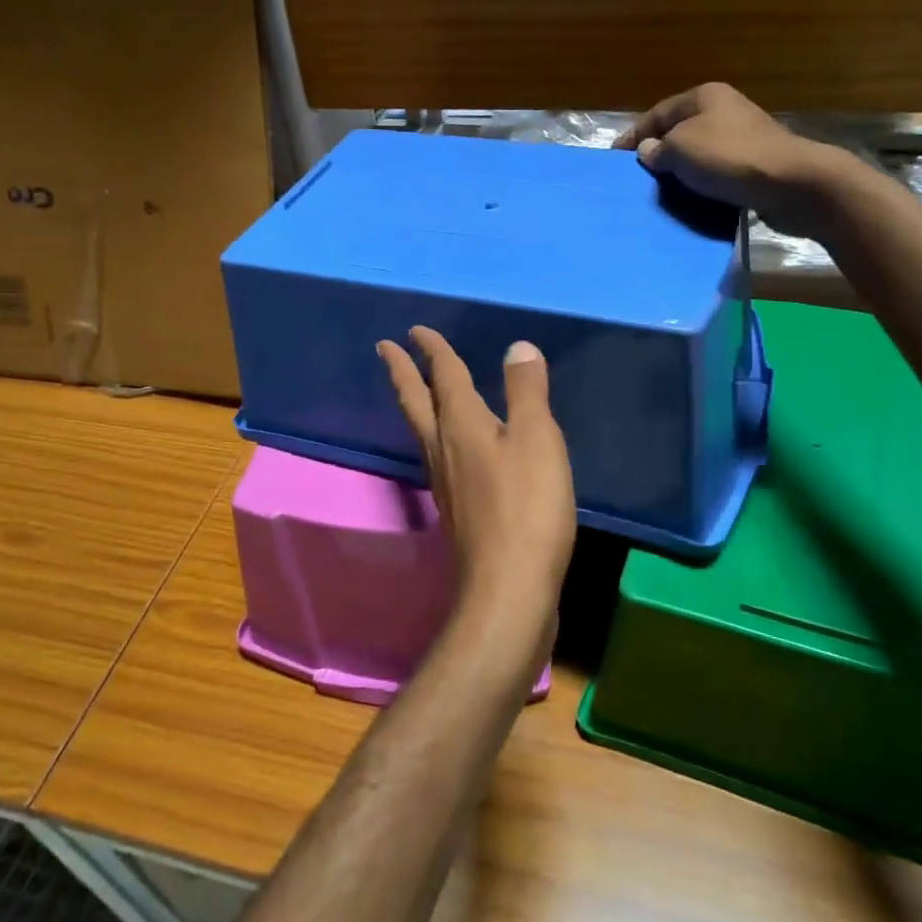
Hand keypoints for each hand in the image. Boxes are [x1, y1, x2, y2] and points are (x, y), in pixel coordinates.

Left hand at [377, 328, 576, 641]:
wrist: (507, 589)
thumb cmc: (527, 508)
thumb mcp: (537, 439)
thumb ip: (526, 392)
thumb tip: (516, 346)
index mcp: (461, 425)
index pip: (443, 376)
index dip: (432, 351)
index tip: (413, 331)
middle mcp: (443, 449)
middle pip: (416, 401)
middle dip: (401, 372)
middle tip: (384, 348)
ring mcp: (444, 482)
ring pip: (422, 430)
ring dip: (414, 402)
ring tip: (414, 390)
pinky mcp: (455, 509)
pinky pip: (438, 456)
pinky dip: (436, 435)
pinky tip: (450, 447)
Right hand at [616, 82, 851, 238]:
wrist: (790, 183)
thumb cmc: (729, 157)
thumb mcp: (681, 148)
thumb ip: (658, 150)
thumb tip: (649, 151)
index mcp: (703, 97)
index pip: (657, 113)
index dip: (634, 135)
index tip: (615, 157)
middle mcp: (724, 110)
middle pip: (679, 131)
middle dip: (658, 152)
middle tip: (637, 176)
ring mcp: (742, 136)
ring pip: (699, 152)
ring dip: (681, 170)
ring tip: (661, 191)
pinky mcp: (755, 163)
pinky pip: (717, 171)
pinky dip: (702, 183)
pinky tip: (692, 198)